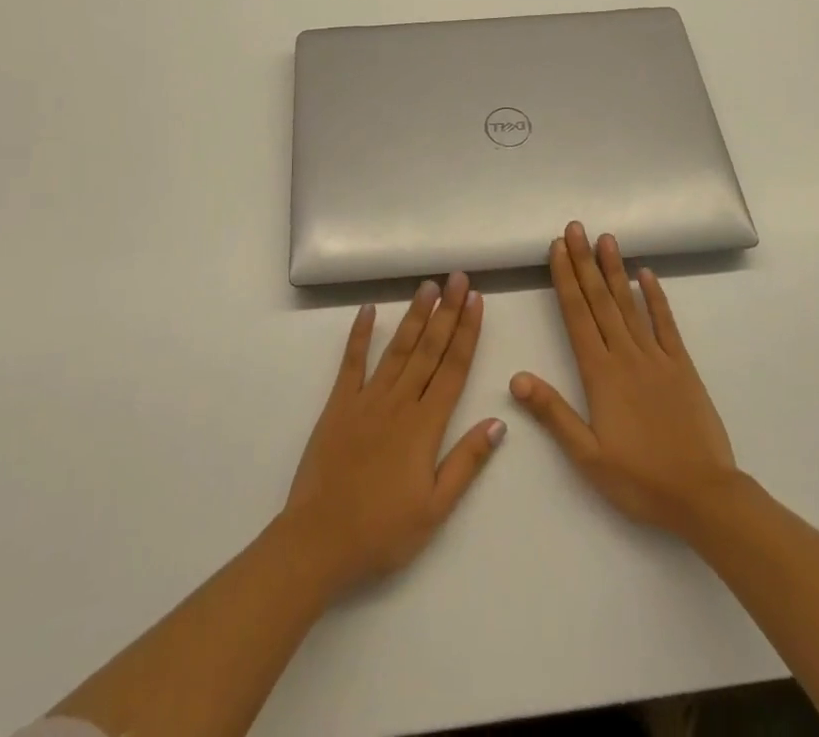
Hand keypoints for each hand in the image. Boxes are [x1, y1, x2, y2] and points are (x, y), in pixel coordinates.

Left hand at [281, 272, 505, 597]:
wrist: (319, 540)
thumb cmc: (382, 531)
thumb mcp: (436, 509)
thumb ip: (467, 462)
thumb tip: (498, 422)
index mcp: (425, 426)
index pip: (454, 368)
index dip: (467, 332)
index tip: (476, 300)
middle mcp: (399, 402)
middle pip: (429, 349)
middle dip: (446, 311)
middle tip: (458, 277)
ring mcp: (366, 399)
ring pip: (397, 348)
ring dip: (414, 315)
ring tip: (428, 285)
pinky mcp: (338, 404)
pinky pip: (351, 362)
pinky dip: (359, 334)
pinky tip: (369, 310)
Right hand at [511, 222, 737, 536]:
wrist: (704, 496)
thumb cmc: (641, 480)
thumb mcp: (588, 456)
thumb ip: (553, 413)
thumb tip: (516, 377)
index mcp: (600, 373)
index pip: (577, 315)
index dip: (565, 278)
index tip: (557, 247)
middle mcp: (626, 355)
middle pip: (600, 300)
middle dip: (585, 261)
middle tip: (576, 227)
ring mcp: (657, 357)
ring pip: (631, 304)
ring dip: (616, 269)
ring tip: (606, 238)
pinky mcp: (682, 366)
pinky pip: (666, 324)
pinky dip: (656, 297)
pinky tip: (648, 275)